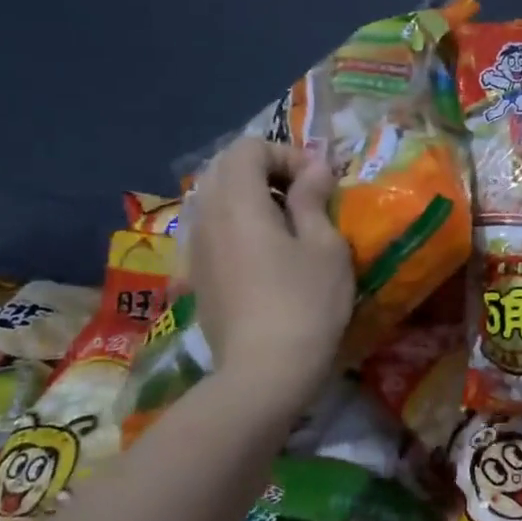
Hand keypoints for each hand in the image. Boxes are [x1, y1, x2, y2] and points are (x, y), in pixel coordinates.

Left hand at [184, 136, 354, 420]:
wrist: (265, 373)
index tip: (319, 182)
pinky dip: (238, 224)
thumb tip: (314, 169)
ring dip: (252, 198)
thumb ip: (313, 199)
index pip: (248, 148)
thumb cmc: (305, 303)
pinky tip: (266, 255)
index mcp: (238, 202)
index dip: (287, 153)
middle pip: (226, 168)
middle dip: (267, 171)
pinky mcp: (197, 275)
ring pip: (216, 199)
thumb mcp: (325, 246)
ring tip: (288, 224)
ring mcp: (196, 248)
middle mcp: (207, 217)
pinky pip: (212, 229)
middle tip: (304, 196)